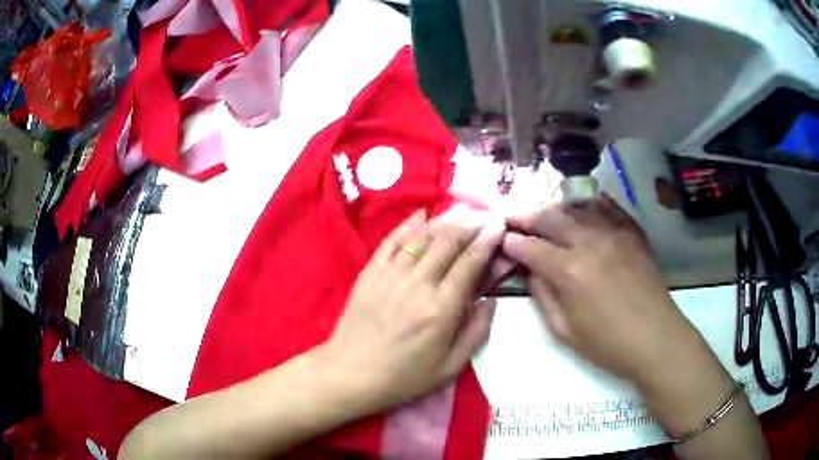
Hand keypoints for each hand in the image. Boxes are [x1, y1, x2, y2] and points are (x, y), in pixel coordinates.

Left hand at [323, 207, 504, 410]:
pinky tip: (422, 214)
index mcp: (441, 309)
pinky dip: (408, 224)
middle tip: (485, 214)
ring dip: (446, 219)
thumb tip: (491, 300)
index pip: (470, 262)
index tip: (499, 225)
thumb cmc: (403, 377)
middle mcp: (418, 284)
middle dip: (471, 223)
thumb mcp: (450, 368)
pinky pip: (392, 241)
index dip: (487, 240)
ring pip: (423, 236)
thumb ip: (476, 333)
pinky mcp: (370, 273)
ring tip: (463, 209)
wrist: (350, 374)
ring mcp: (391, 275)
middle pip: (449, 241)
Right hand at [501, 194, 700, 384]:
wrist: (655, 339)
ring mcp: (615, 233)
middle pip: (552, 219)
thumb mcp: (565, 331)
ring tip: (546, 214)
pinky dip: (595, 204)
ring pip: (579, 208)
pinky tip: (588, 204)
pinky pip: (611, 209)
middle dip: (528, 217)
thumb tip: (531, 271)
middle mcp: (590, 242)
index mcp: (569, 271)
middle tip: (514, 218)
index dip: (513, 242)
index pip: (532, 247)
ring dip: (557, 209)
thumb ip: (543, 296)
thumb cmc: (607, 344)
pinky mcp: (633, 234)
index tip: (502, 239)